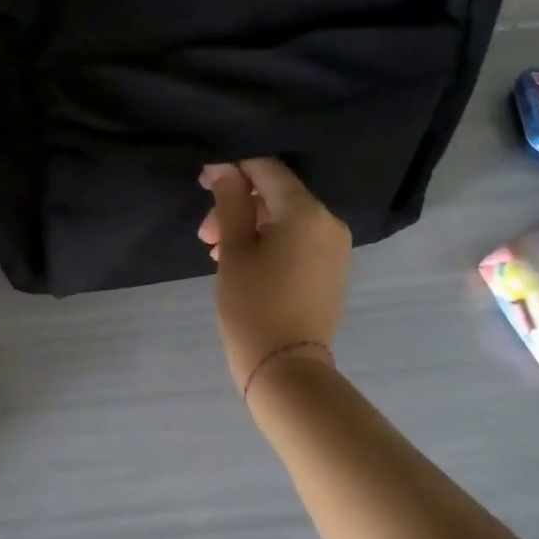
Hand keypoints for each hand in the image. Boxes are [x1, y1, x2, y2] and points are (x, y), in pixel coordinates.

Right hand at [198, 158, 350, 390]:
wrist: (287, 371)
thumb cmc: (253, 305)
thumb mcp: (234, 249)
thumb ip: (230, 201)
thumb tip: (224, 167)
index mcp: (307, 211)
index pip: (267, 169)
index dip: (233, 168)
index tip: (203, 182)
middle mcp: (329, 221)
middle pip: (276, 194)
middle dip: (238, 204)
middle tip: (205, 231)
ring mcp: (335, 246)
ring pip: (285, 218)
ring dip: (249, 225)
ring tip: (216, 251)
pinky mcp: (331, 268)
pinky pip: (297, 239)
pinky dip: (269, 241)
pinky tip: (239, 260)